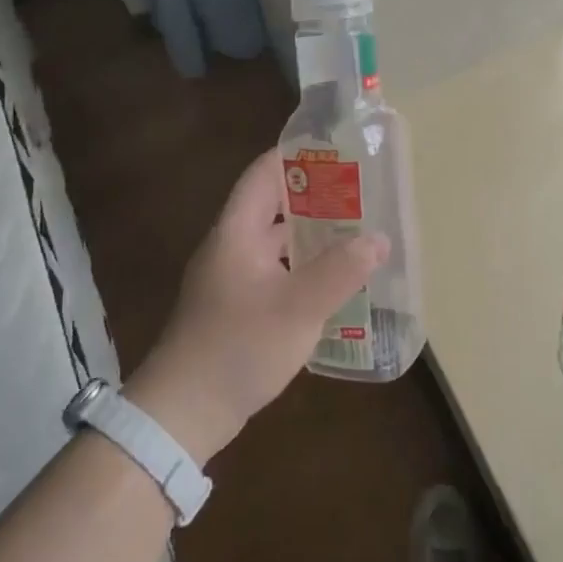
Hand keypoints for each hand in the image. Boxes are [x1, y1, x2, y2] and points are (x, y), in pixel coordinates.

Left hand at [125, 150, 387, 463]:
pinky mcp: (236, 307)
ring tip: (356, 230)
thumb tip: (378, 239)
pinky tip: (333, 279)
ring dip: (311, 234)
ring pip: (276, 241)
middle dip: (315, 196)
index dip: (296, 155)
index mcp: (236, 232)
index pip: (264, 173)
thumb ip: (340, 270)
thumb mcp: (298, 308)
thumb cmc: (238, 347)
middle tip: (360, 192)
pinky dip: (303, 266)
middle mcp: (231, 246)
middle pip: (273, 206)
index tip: (336, 149)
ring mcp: (231, 278)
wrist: (183, 413)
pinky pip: (275, 271)